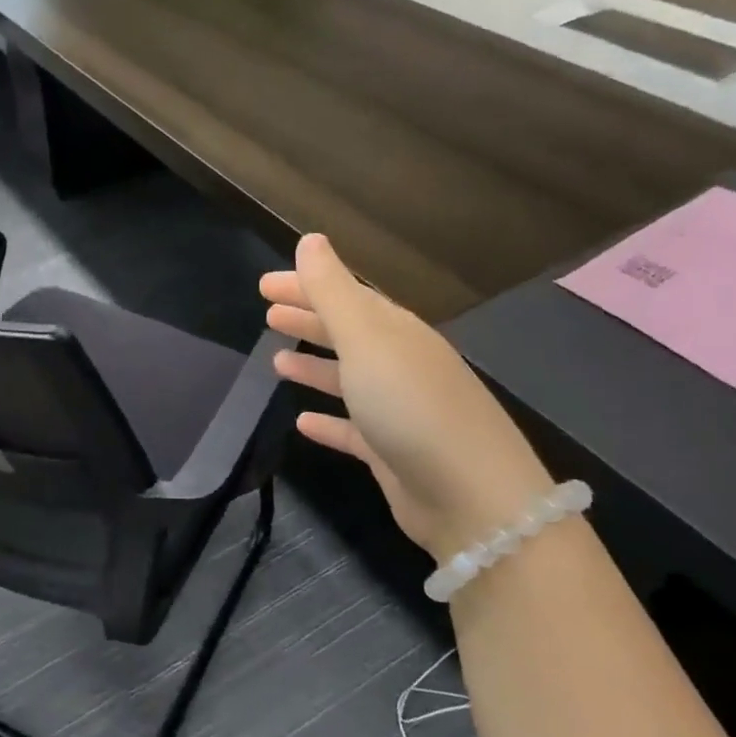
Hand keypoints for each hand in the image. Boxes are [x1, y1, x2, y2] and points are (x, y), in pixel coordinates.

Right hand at [260, 234, 554, 559]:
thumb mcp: (367, 340)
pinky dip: (328, 421)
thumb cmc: (411, 406)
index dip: (306, 286)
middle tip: (266, 313)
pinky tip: (302, 421)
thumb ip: (333, 291)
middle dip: (308, 320)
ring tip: (276, 361)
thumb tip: (311, 240)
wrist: (470, 496)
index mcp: (396, 332)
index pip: (346, 296)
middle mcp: (400, 365)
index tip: (265, 285)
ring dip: (314, 367)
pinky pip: (352, 429)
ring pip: (349, 379)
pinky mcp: (393, 452)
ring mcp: (399, 410)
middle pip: (348, 333)